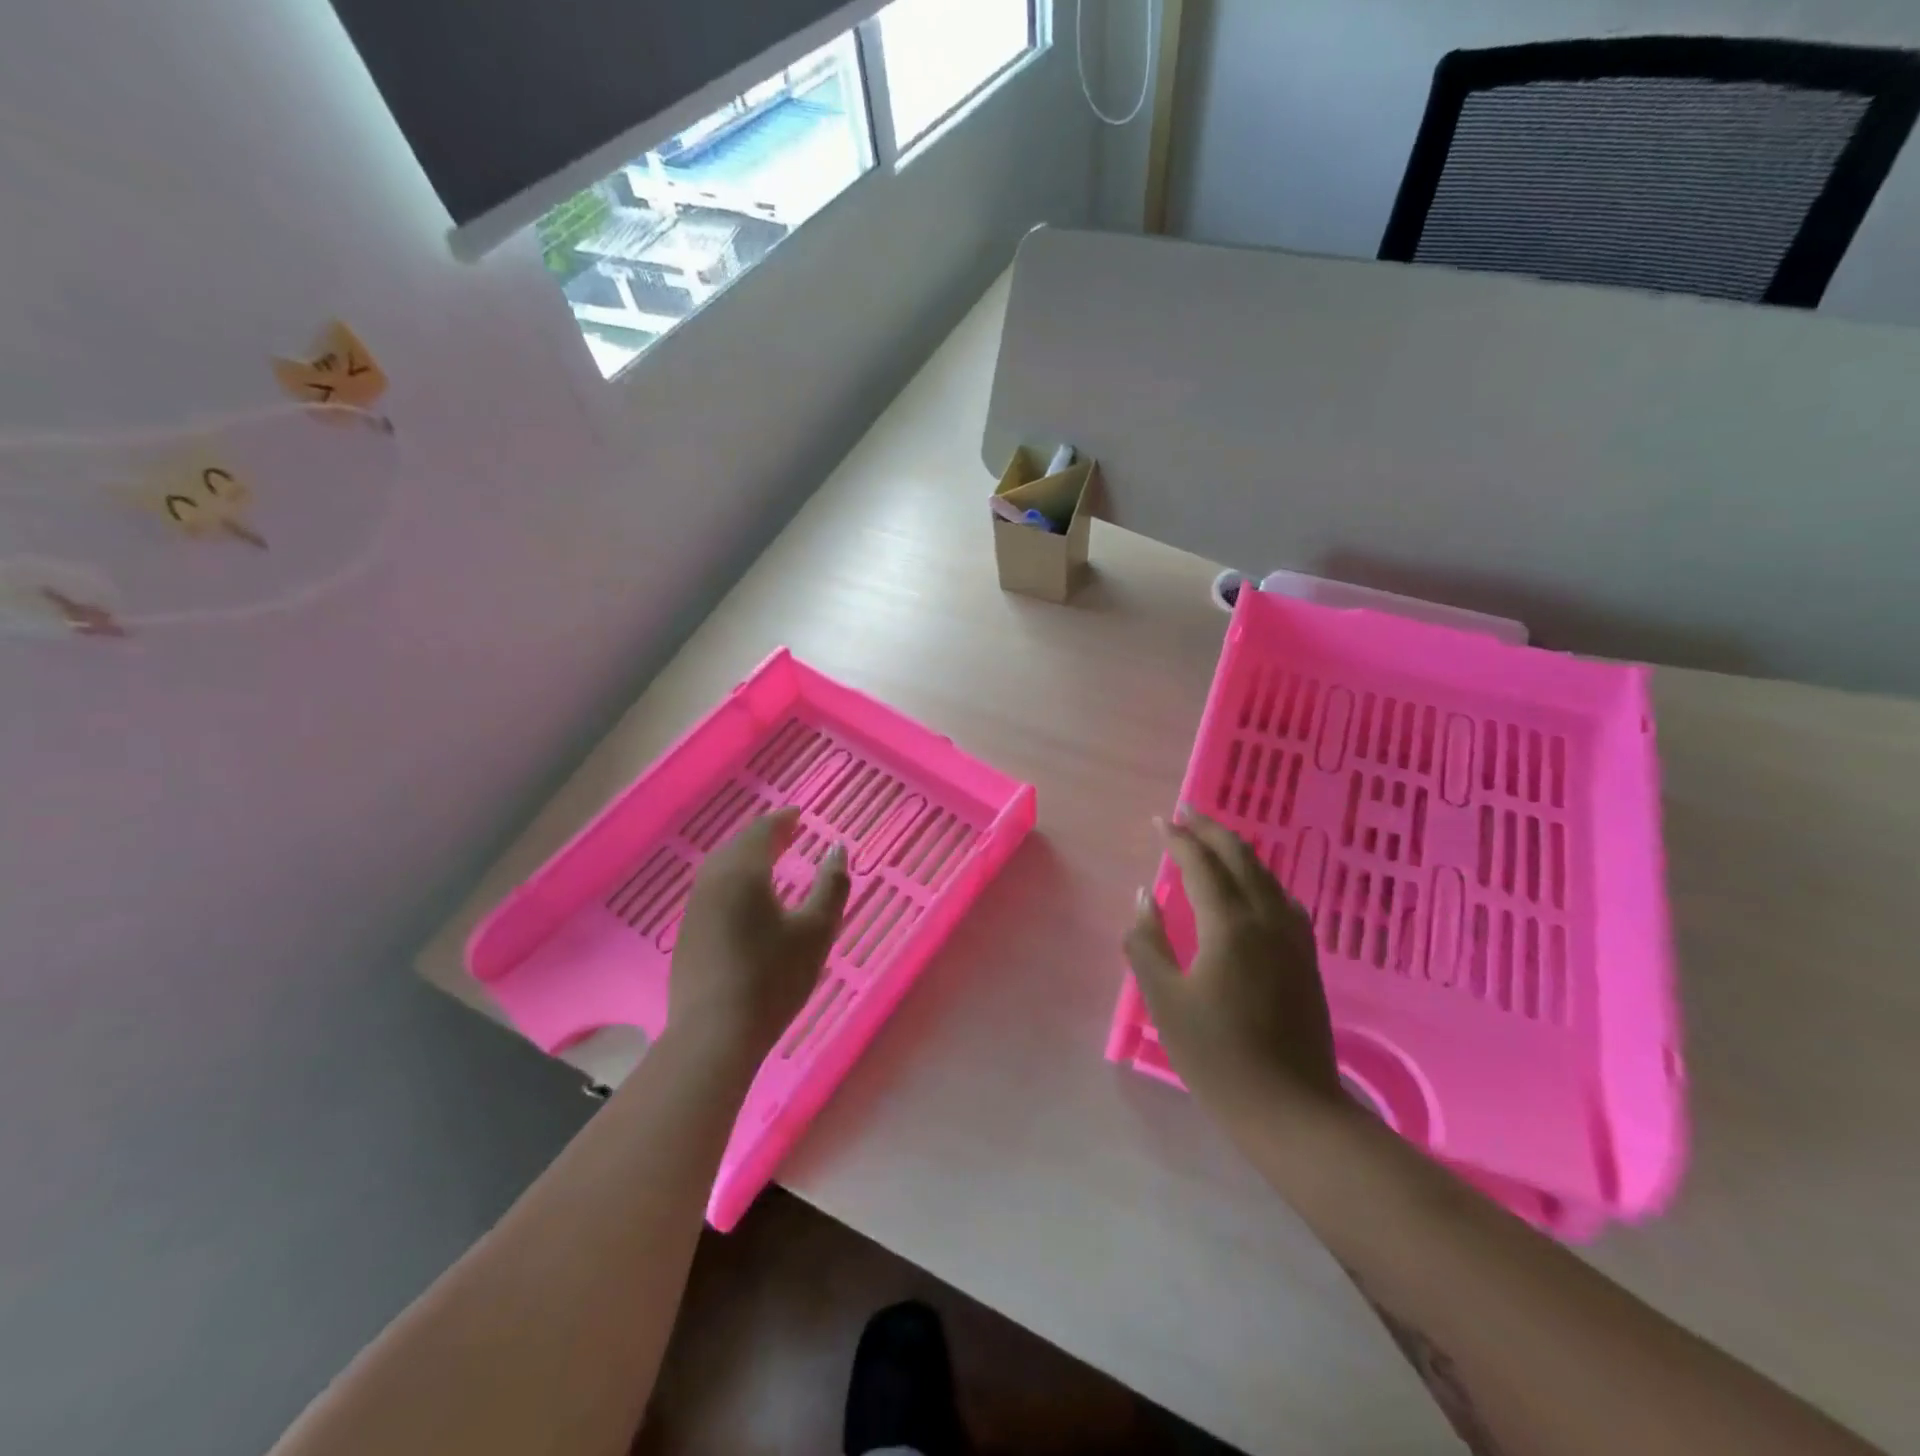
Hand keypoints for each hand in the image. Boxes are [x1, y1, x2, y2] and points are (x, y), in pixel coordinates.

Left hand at [669, 808, 849, 1061]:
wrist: (714, 1035)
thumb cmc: (773, 977)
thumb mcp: (816, 930)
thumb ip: (832, 885)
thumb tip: (837, 848)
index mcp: (743, 872)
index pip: (762, 832)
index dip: (782, 820)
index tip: (798, 815)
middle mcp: (712, 882)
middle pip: (737, 846)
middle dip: (763, 836)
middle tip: (786, 832)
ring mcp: (695, 909)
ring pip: (721, 868)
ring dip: (746, 857)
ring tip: (768, 860)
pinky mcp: (688, 934)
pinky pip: (713, 889)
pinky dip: (733, 879)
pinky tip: (745, 898)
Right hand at [1123, 809, 1343, 1130]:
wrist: (1290, 1109)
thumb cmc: (1217, 1055)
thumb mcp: (1164, 1000)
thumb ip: (1147, 942)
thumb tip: (1144, 897)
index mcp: (1229, 924)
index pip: (1201, 863)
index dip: (1178, 838)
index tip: (1159, 820)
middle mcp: (1266, 918)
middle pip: (1240, 856)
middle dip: (1211, 829)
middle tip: (1186, 812)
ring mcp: (1293, 937)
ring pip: (1265, 874)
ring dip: (1237, 850)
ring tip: (1213, 841)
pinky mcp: (1306, 957)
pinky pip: (1280, 897)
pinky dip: (1258, 877)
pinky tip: (1251, 887)